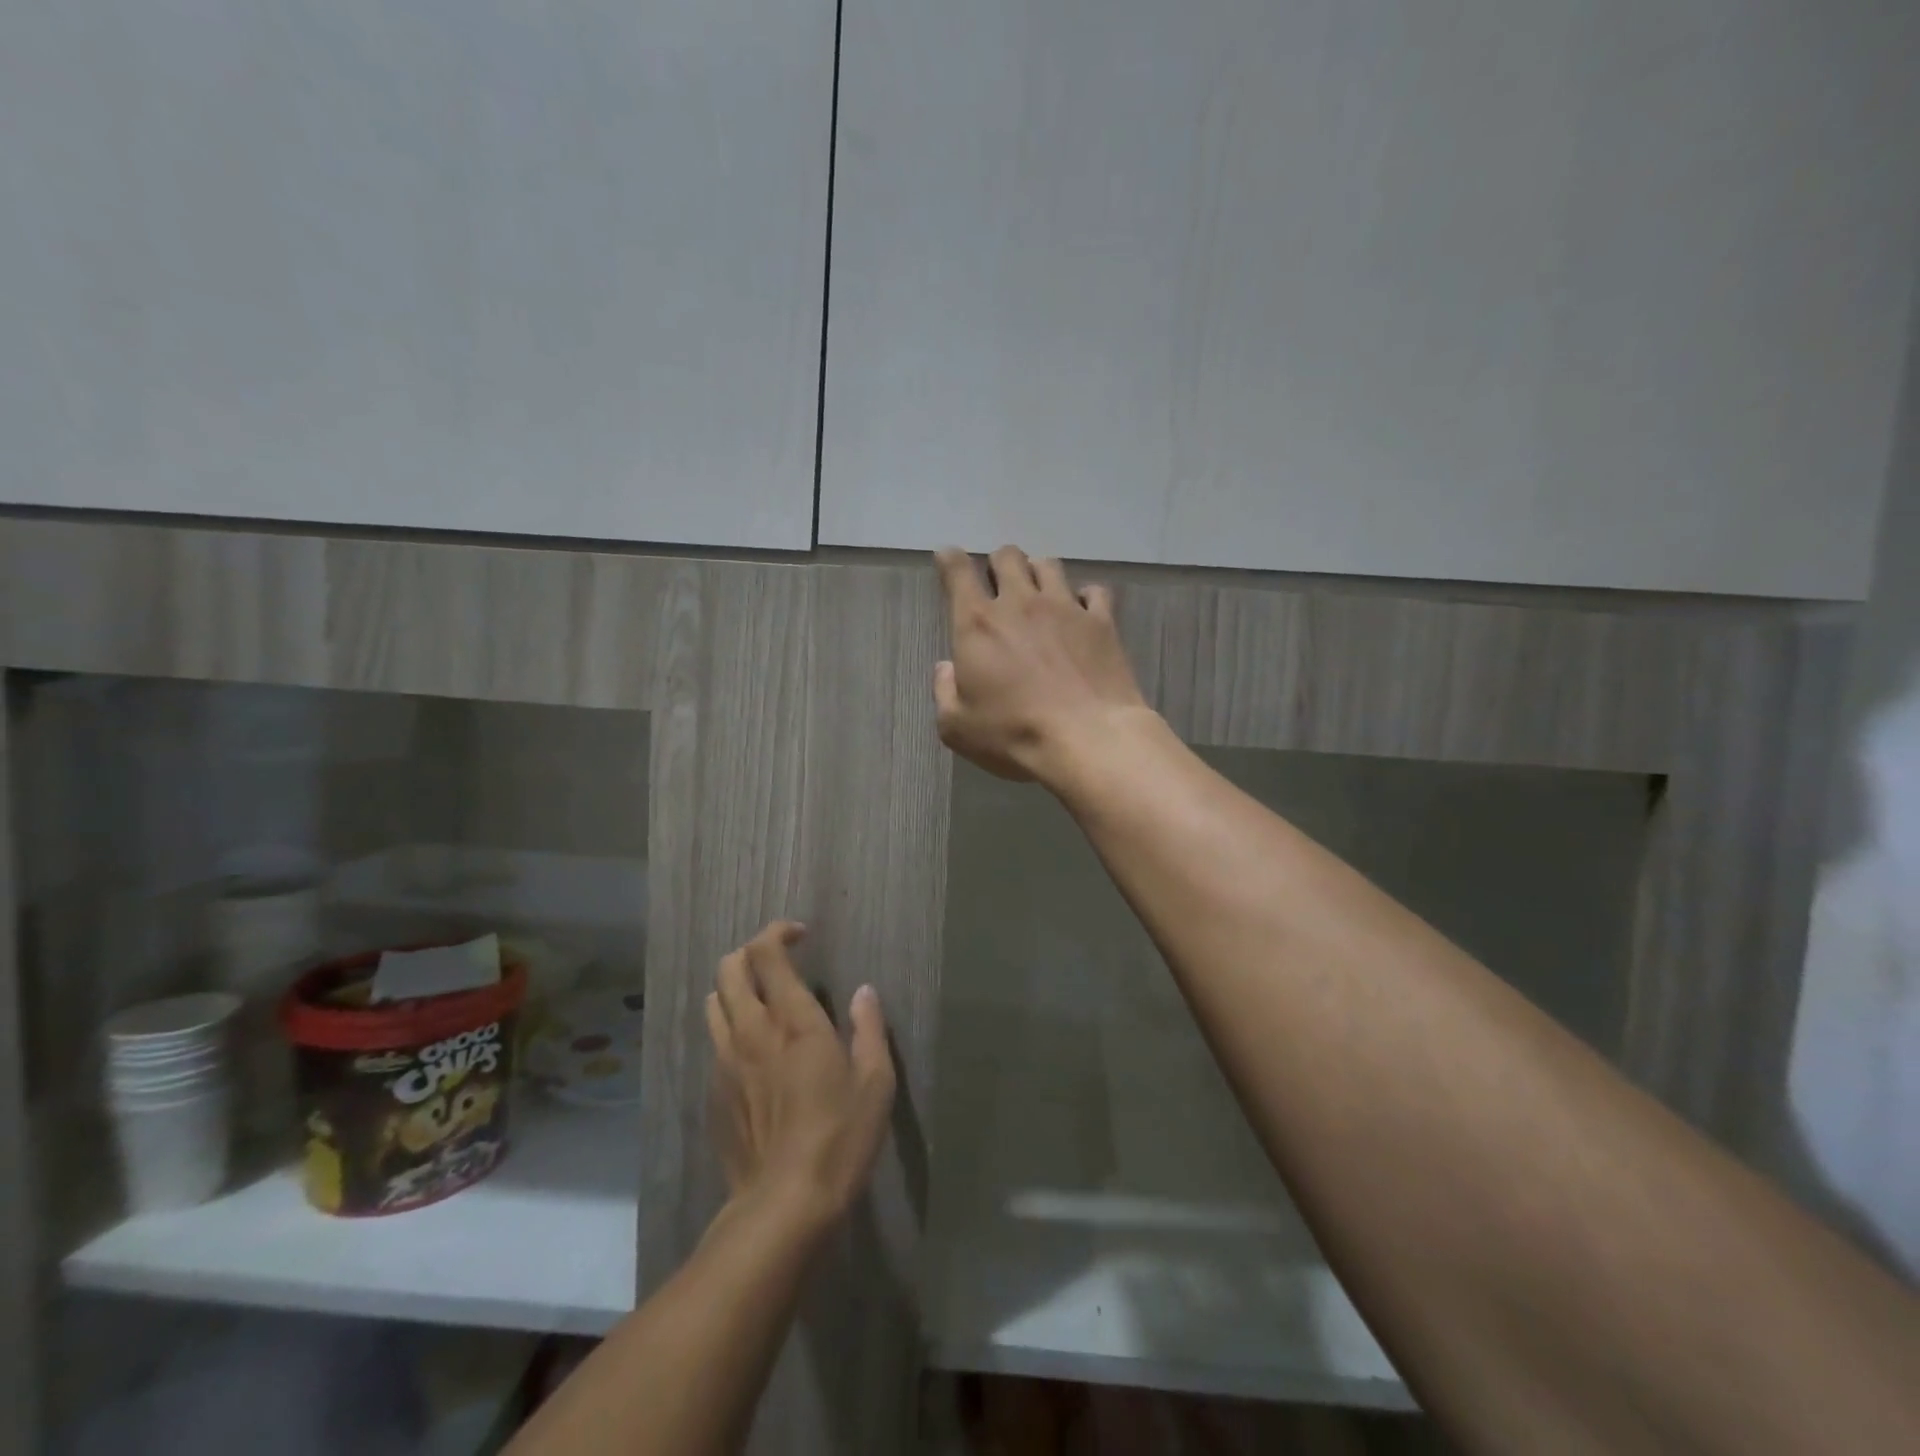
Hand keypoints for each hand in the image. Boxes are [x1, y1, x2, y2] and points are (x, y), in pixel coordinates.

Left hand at [705, 922, 895, 1230]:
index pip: (766, 953)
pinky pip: (714, 1042)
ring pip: (714, 1002)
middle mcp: (751, 1031)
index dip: (778, 932)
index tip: (800, 935)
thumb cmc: (840, 1138)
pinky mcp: (713, 1093)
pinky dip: (731, 1029)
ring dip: (735, 988)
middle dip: (750, 953)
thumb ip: (869, 1029)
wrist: (783, 1205)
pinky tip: (755, 1053)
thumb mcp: (876, 1082)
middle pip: (729, 968)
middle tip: (778, 962)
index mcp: (793, 1020)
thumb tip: (864, 992)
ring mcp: (725, 1062)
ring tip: (762, 1001)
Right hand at [933, 545, 1152, 785]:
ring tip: (1040, 596)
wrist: (1088, 741)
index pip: (957, 571)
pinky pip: (1094, 591)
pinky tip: (1082, 614)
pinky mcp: (1102, 621)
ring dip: (1038, 575)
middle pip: (1007, 556)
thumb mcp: (958, 727)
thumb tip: (946, 667)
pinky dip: (1085, 598)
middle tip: (999, 588)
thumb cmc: (1014, 735)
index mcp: (977, 624)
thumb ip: (944, 692)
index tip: (948, 560)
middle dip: (998, 565)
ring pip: (1049, 564)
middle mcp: (1020, 603)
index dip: (949, 560)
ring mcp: (1065, 607)